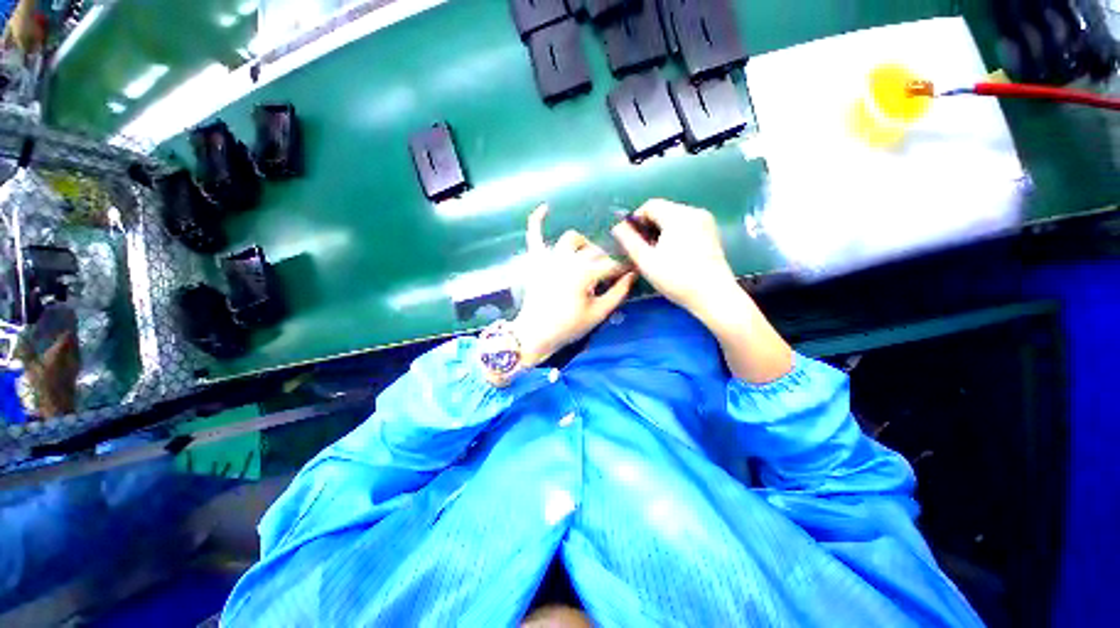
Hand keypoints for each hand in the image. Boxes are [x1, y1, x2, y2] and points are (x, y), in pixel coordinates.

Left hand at [512, 205, 636, 366]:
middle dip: (605, 260)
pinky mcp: (535, 260)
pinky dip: (537, 220)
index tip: (630, 272)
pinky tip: (545, 207)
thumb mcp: (598, 314)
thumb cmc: (568, 326)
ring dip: (583, 245)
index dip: (623, 268)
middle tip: (607, 274)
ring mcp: (549, 257)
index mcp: (584, 274)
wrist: (535, 333)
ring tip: (587, 256)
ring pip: (570, 239)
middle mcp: (567, 259)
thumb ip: (618, 293)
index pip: (610, 265)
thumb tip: (632, 276)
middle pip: (593, 251)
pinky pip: (534, 235)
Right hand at [612, 199, 792, 382]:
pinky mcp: (712, 234)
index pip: (650, 205)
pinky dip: (675, 235)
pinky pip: (687, 227)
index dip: (635, 219)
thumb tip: (617, 227)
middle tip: (641, 249)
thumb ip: (629, 240)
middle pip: (664, 210)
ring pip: (675, 219)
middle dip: (648, 226)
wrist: (713, 296)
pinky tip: (672, 255)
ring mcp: (706, 222)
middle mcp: (695, 212)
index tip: (630, 239)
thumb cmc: (677, 278)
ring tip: (656, 253)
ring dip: (661, 231)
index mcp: (678, 215)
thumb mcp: (646, 260)